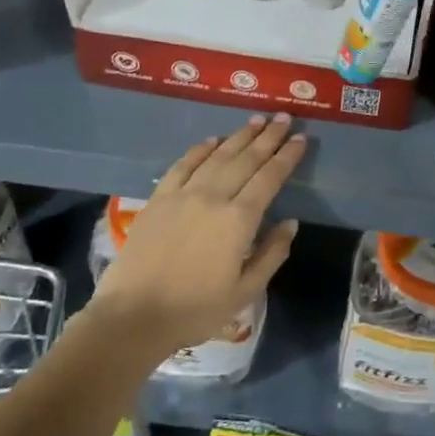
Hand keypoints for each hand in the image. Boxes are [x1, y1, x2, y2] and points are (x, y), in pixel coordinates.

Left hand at [92, 114, 305, 350]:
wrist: (133, 317)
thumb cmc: (195, 310)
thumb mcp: (245, 291)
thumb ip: (272, 254)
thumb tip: (290, 223)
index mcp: (239, 220)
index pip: (270, 178)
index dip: (287, 156)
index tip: (301, 139)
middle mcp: (213, 197)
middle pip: (246, 159)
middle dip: (268, 137)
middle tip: (284, 118)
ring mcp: (183, 195)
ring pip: (217, 156)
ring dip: (239, 136)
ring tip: (256, 120)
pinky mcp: (158, 199)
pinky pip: (183, 165)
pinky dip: (200, 149)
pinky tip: (212, 140)